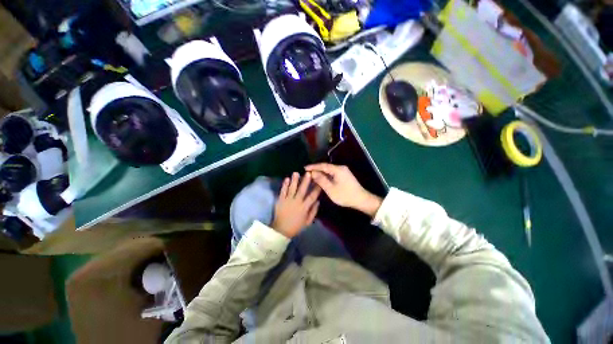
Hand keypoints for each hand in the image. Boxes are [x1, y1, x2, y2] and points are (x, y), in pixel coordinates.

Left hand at [272, 172, 320, 237]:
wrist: (281, 230)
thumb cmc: (296, 226)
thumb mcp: (308, 222)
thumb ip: (313, 211)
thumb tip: (318, 201)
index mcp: (304, 207)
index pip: (312, 196)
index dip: (316, 189)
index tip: (320, 181)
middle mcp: (297, 202)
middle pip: (302, 190)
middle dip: (306, 181)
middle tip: (308, 173)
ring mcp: (287, 200)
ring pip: (292, 188)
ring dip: (294, 180)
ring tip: (296, 173)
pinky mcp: (280, 200)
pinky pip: (283, 191)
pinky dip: (285, 185)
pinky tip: (286, 178)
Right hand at [305, 163, 381, 217]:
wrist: (361, 199)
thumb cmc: (345, 195)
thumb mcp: (331, 189)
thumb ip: (321, 180)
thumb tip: (313, 173)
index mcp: (338, 169)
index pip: (323, 166)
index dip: (313, 166)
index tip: (305, 168)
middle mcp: (341, 168)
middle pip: (326, 167)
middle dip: (316, 169)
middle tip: (307, 172)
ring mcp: (344, 171)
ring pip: (329, 170)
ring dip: (321, 173)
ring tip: (312, 176)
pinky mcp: (345, 176)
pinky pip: (333, 173)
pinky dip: (326, 175)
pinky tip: (322, 179)